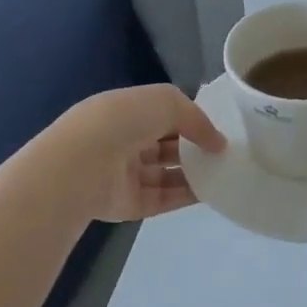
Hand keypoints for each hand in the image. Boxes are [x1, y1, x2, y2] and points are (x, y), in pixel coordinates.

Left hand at [49, 84, 226, 221]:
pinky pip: (163, 198)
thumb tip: (217, 142)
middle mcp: (123, 141)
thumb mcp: (166, 102)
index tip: (219, 127)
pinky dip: (186, 195)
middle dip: (193, 147)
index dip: (190, 118)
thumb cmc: (122, 122)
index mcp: (125, 110)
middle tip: (225, 152)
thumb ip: (196, 118)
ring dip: (193, 172)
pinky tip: (211, 192)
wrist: (82, 167)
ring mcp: (124, 174)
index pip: (162, 113)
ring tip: (224, 172)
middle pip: (165, 144)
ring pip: (166, 173)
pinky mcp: (128, 204)